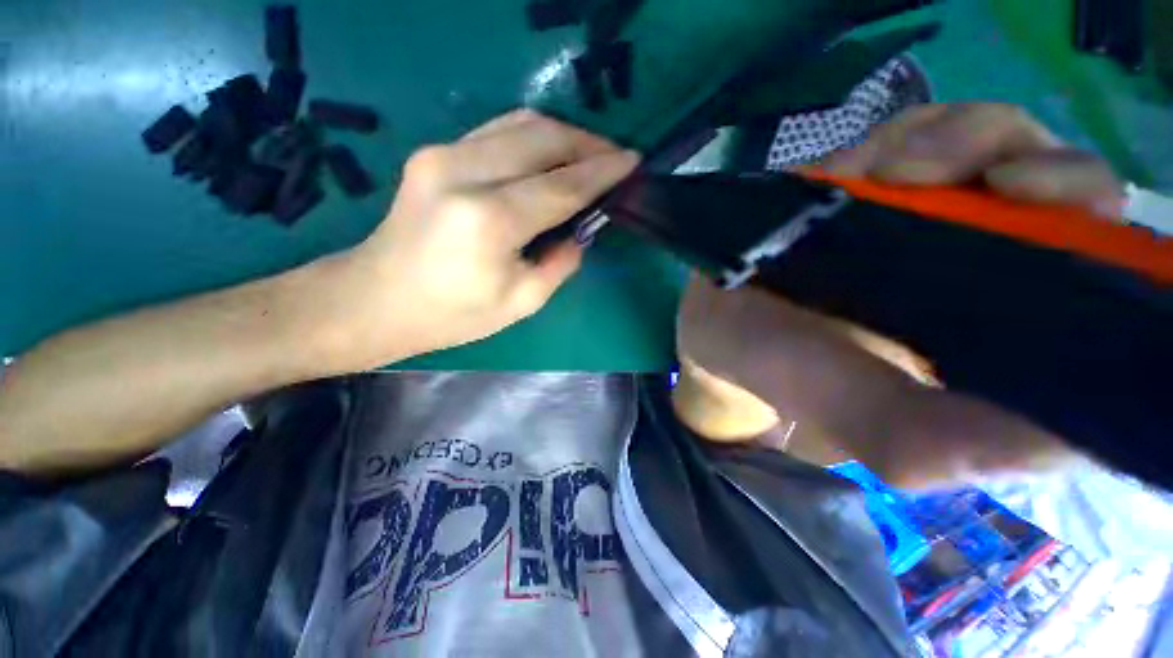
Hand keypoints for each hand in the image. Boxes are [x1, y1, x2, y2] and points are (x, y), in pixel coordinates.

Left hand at [319, 110, 638, 369]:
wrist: (376, 299)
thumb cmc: (452, 315)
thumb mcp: (521, 302)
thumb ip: (561, 263)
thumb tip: (582, 231)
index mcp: (490, 221)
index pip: (562, 186)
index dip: (603, 173)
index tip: (633, 163)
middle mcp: (464, 172)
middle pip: (543, 138)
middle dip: (588, 144)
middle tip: (616, 158)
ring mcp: (443, 154)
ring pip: (520, 123)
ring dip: (563, 135)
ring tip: (589, 155)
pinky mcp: (434, 152)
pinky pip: (498, 131)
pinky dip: (533, 137)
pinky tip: (551, 155)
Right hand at [676, 103, 1114, 484]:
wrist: (714, 324)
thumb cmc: (777, 371)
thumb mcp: (855, 422)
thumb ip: (938, 442)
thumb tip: (1066, 440)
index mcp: (992, 334)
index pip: (1099, 285)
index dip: (1109, 248)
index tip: (1074, 230)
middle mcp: (975, 267)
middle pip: (1068, 196)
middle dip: (1051, 177)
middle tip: (1002, 186)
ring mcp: (924, 213)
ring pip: (1002, 146)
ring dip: (970, 145)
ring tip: (903, 173)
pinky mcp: (874, 182)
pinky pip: (932, 131)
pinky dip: (921, 133)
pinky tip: (880, 163)